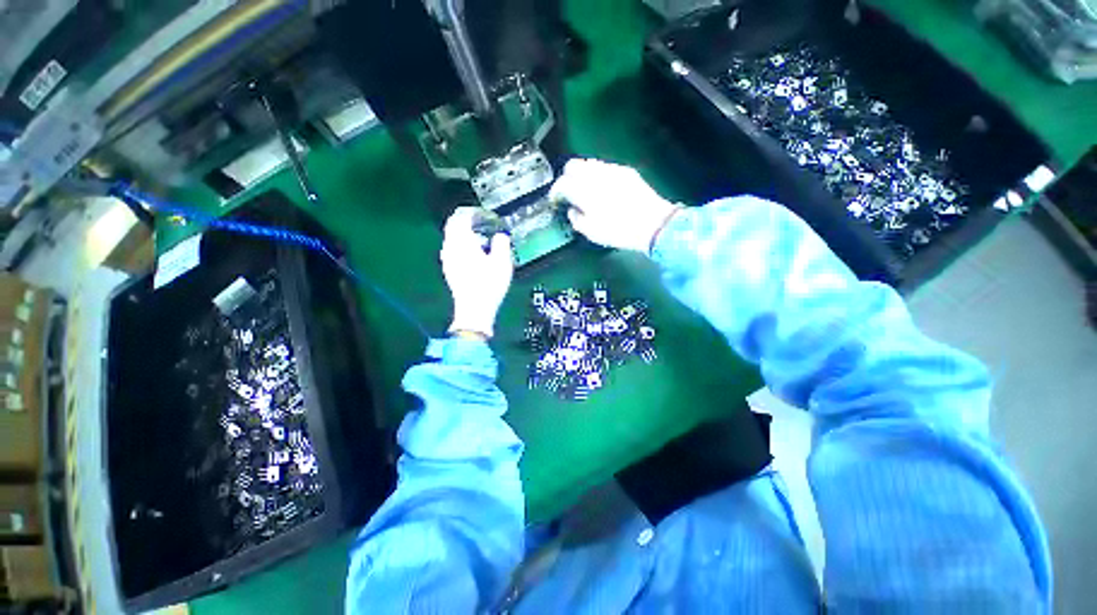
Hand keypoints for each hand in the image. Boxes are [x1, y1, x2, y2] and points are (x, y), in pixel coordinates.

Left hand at [441, 207, 513, 337]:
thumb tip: (500, 236)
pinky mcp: (449, 270)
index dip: (472, 212)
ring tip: (480, 238)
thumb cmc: (489, 285)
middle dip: (466, 221)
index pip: (461, 217)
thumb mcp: (502, 263)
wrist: (474, 309)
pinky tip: (474, 254)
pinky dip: (462, 245)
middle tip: (482, 223)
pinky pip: (453, 249)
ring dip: (464, 233)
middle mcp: (451, 248)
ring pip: (452, 238)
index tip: (484, 214)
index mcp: (462, 242)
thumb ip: (501, 244)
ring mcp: (448, 259)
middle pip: (453, 226)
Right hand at [550, 159, 681, 252]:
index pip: (561, 183)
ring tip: (584, 190)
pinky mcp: (625, 171)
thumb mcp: (591, 232)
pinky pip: (605, 167)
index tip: (555, 201)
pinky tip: (603, 188)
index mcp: (584, 190)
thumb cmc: (618, 231)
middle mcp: (595, 174)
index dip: (555, 192)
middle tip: (568, 192)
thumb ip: (576, 218)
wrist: (652, 224)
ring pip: (589, 163)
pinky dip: (597, 175)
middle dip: (566, 177)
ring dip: (582, 175)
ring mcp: (612, 170)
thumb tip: (573, 209)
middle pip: (572, 165)